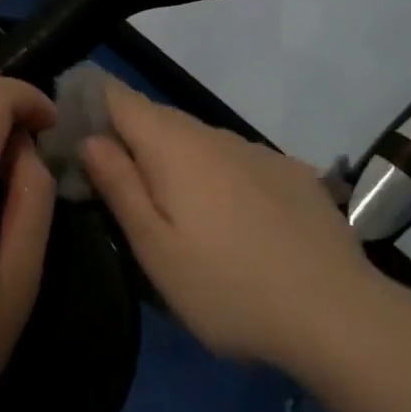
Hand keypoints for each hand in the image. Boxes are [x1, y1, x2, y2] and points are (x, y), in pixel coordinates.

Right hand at [80, 77, 375, 370]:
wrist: (336, 313)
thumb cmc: (226, 288)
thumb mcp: (155, 248)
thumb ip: (119, 185)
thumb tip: (91, 138)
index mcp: (174, 147)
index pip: (122, 99)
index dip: (94, 102)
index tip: (74, 127)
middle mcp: (216, 135)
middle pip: (160, 119)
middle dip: (133, 138)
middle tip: (117, 183)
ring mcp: (259, 152)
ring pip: (202, 141)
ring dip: (178, 159)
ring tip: (176, 209)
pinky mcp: (293, 173)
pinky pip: (239, 161)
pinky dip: (220, 176)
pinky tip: (233, 220)